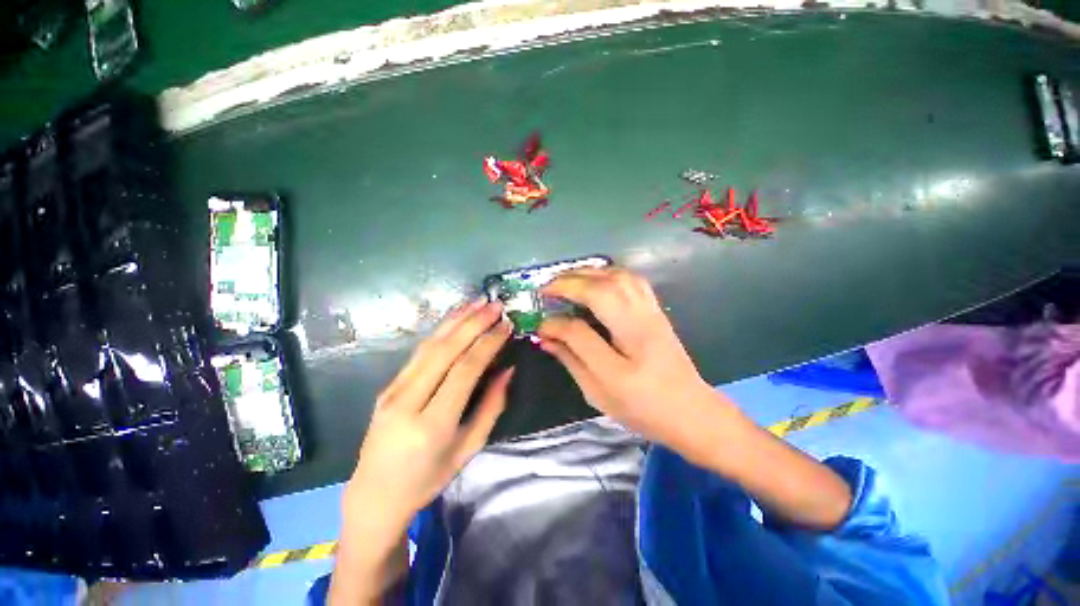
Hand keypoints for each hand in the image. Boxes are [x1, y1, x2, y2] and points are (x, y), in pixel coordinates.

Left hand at [346, 299, 512, 536]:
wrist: (375, 495)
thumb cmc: (428, 479)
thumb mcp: (469, 448)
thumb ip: (491, 407)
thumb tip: (508, 370)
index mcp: (432, 424)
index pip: (465, 369)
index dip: (489, 343)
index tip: (507, 325)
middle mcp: (408, 401)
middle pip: (445, 350)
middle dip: (473, 323)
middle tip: (496, 305)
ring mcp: (393, 390)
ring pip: (429, 345)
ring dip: (456, 320)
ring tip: (477, 302)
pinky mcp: (387, 385)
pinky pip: (418, 352)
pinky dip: (440, 330)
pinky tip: (454, 318)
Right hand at [538, 268, 851, 529]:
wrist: (692, 412)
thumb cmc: (643, 409)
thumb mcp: (599, 393)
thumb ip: (572, 360)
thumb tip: (546, 335)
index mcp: (623, 361)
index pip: (580, 330)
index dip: (556, 324)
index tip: (540, 323)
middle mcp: (640, 328)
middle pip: (602, 290)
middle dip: (569, 283)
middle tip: (547, 287)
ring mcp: (652, 314)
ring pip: (619, 277)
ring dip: (588, 272)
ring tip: (567, 279)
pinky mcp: (657, 309)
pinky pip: (632, 279)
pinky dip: (608, 273)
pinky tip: (596, 279)